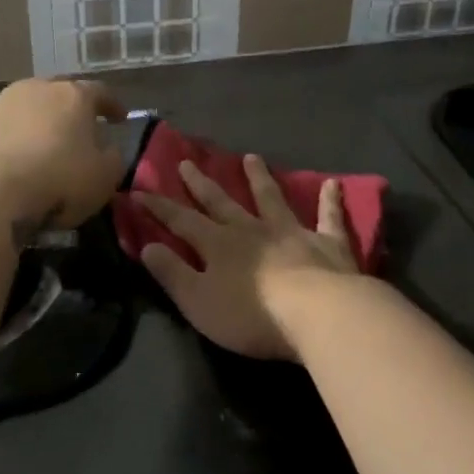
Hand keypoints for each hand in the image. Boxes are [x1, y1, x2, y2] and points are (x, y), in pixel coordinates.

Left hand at [0, 78, 127, 231]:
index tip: (119, 118)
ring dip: (29, 117)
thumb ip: (112, 159)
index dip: (112, 105)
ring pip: (19, 101)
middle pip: (57, 92)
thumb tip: (107, 149)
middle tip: (75, 130)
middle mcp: (36, 89)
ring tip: (33, 141)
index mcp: (74, 97)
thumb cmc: (57, 182)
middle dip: (68, 109)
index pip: (100, 92)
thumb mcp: (103, 178)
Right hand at [136, 155, 359, 359]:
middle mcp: (252, 230)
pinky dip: (330, 201)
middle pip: (222, 202)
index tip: (139, 191)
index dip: (159, 208)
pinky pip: (328, 218)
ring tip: (251, 158)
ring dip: (260, 179)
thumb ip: (172, 273)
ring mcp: (291, 233)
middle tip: (187, 162)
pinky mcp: (327, 244)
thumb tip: (146, 247)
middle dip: (201, 184)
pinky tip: (334, 184)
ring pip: (271, 199)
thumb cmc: (252, 315)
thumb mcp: (198, 302)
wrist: (317, 314)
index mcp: (219, 245)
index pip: (182, 221)